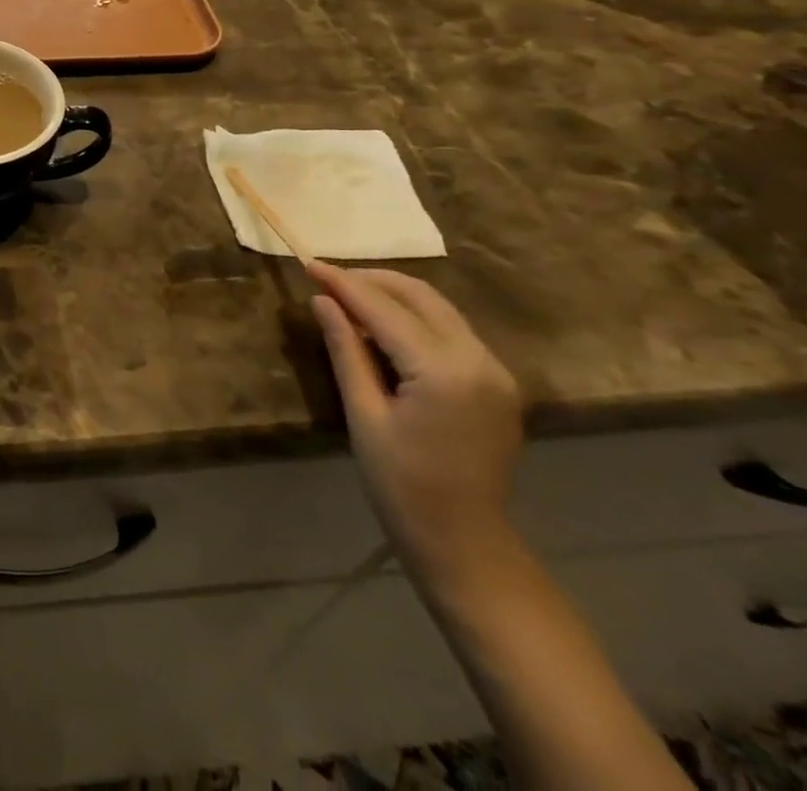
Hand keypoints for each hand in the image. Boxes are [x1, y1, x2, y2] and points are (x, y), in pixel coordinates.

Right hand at [309, 263, 521, 578]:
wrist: (464, 542)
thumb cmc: (401, 483)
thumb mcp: (364, 414)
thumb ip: (346, 350)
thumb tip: (323, 301)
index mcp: (444, 371)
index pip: (385, 310)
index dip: (344, 284)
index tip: (309, 264)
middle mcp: (479, 360)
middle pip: (420, 296)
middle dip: (371, 280)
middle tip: (327, 278)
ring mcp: (495, 370)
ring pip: (438, 308)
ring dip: (393, 294)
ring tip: (349, 296)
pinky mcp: (497, 381)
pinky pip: (451, 330)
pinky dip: (415, 316)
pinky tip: (383, 326)